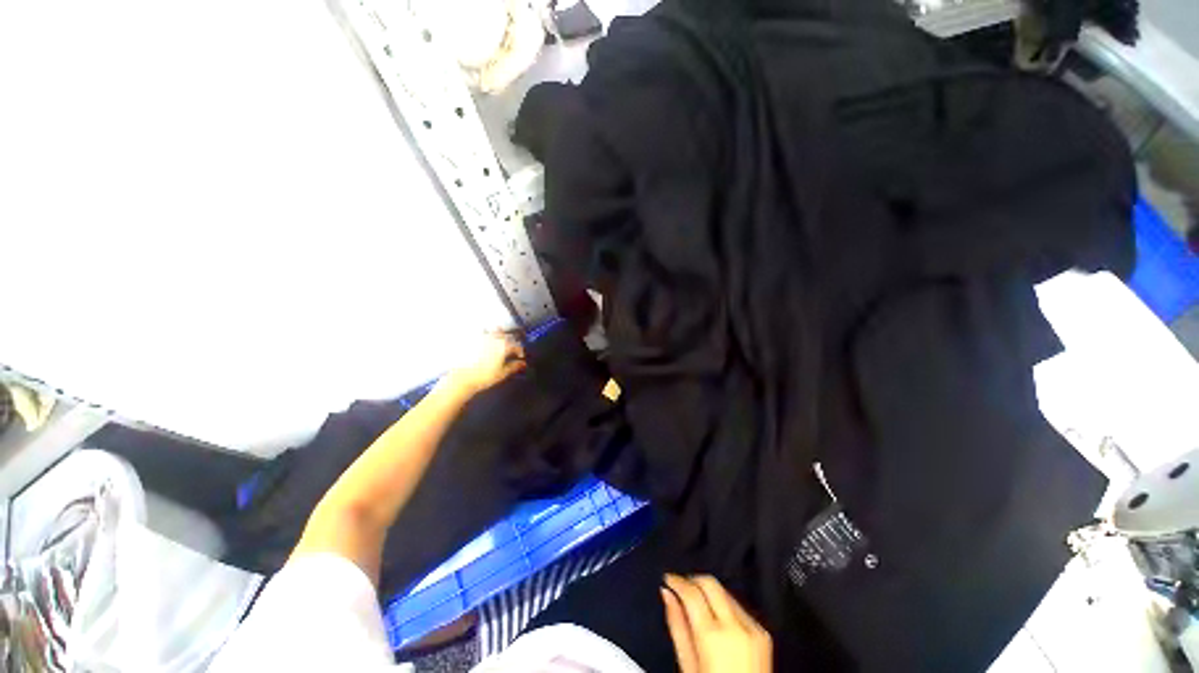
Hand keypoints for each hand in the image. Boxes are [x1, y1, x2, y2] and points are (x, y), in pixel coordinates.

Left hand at [445, 332, 526, 394]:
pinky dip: (486, 333)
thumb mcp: (502, 373)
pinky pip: (482, 332)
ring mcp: (482, 338)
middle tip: (512, 348)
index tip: (520, 355)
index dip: (520, 350)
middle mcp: (493, 339)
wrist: (462, 378)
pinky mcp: (472, 340)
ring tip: (501, 339)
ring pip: (495, 331)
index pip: (516, 345)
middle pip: (507, 336)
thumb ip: (514, 366)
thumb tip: (522, 363)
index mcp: (503, 347)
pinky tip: (485, 337)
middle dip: (512, 341)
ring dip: (500, 334)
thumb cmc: (481, 377)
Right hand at [662, 574, 772, 672]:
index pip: (691, 592)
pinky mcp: (763, 632)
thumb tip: (667, 594)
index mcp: (712, 636)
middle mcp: (735, 627)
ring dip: (709, 594)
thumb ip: (677, 626)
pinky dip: (725, 608)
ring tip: (699, 608)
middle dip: (693, 580)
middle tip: (682, 587)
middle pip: (710, 583)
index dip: (677, 581)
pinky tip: (719, 622)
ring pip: (725, 592)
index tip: (669, 579)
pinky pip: (739, 608)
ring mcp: (752, 628)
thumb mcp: (688, 665)